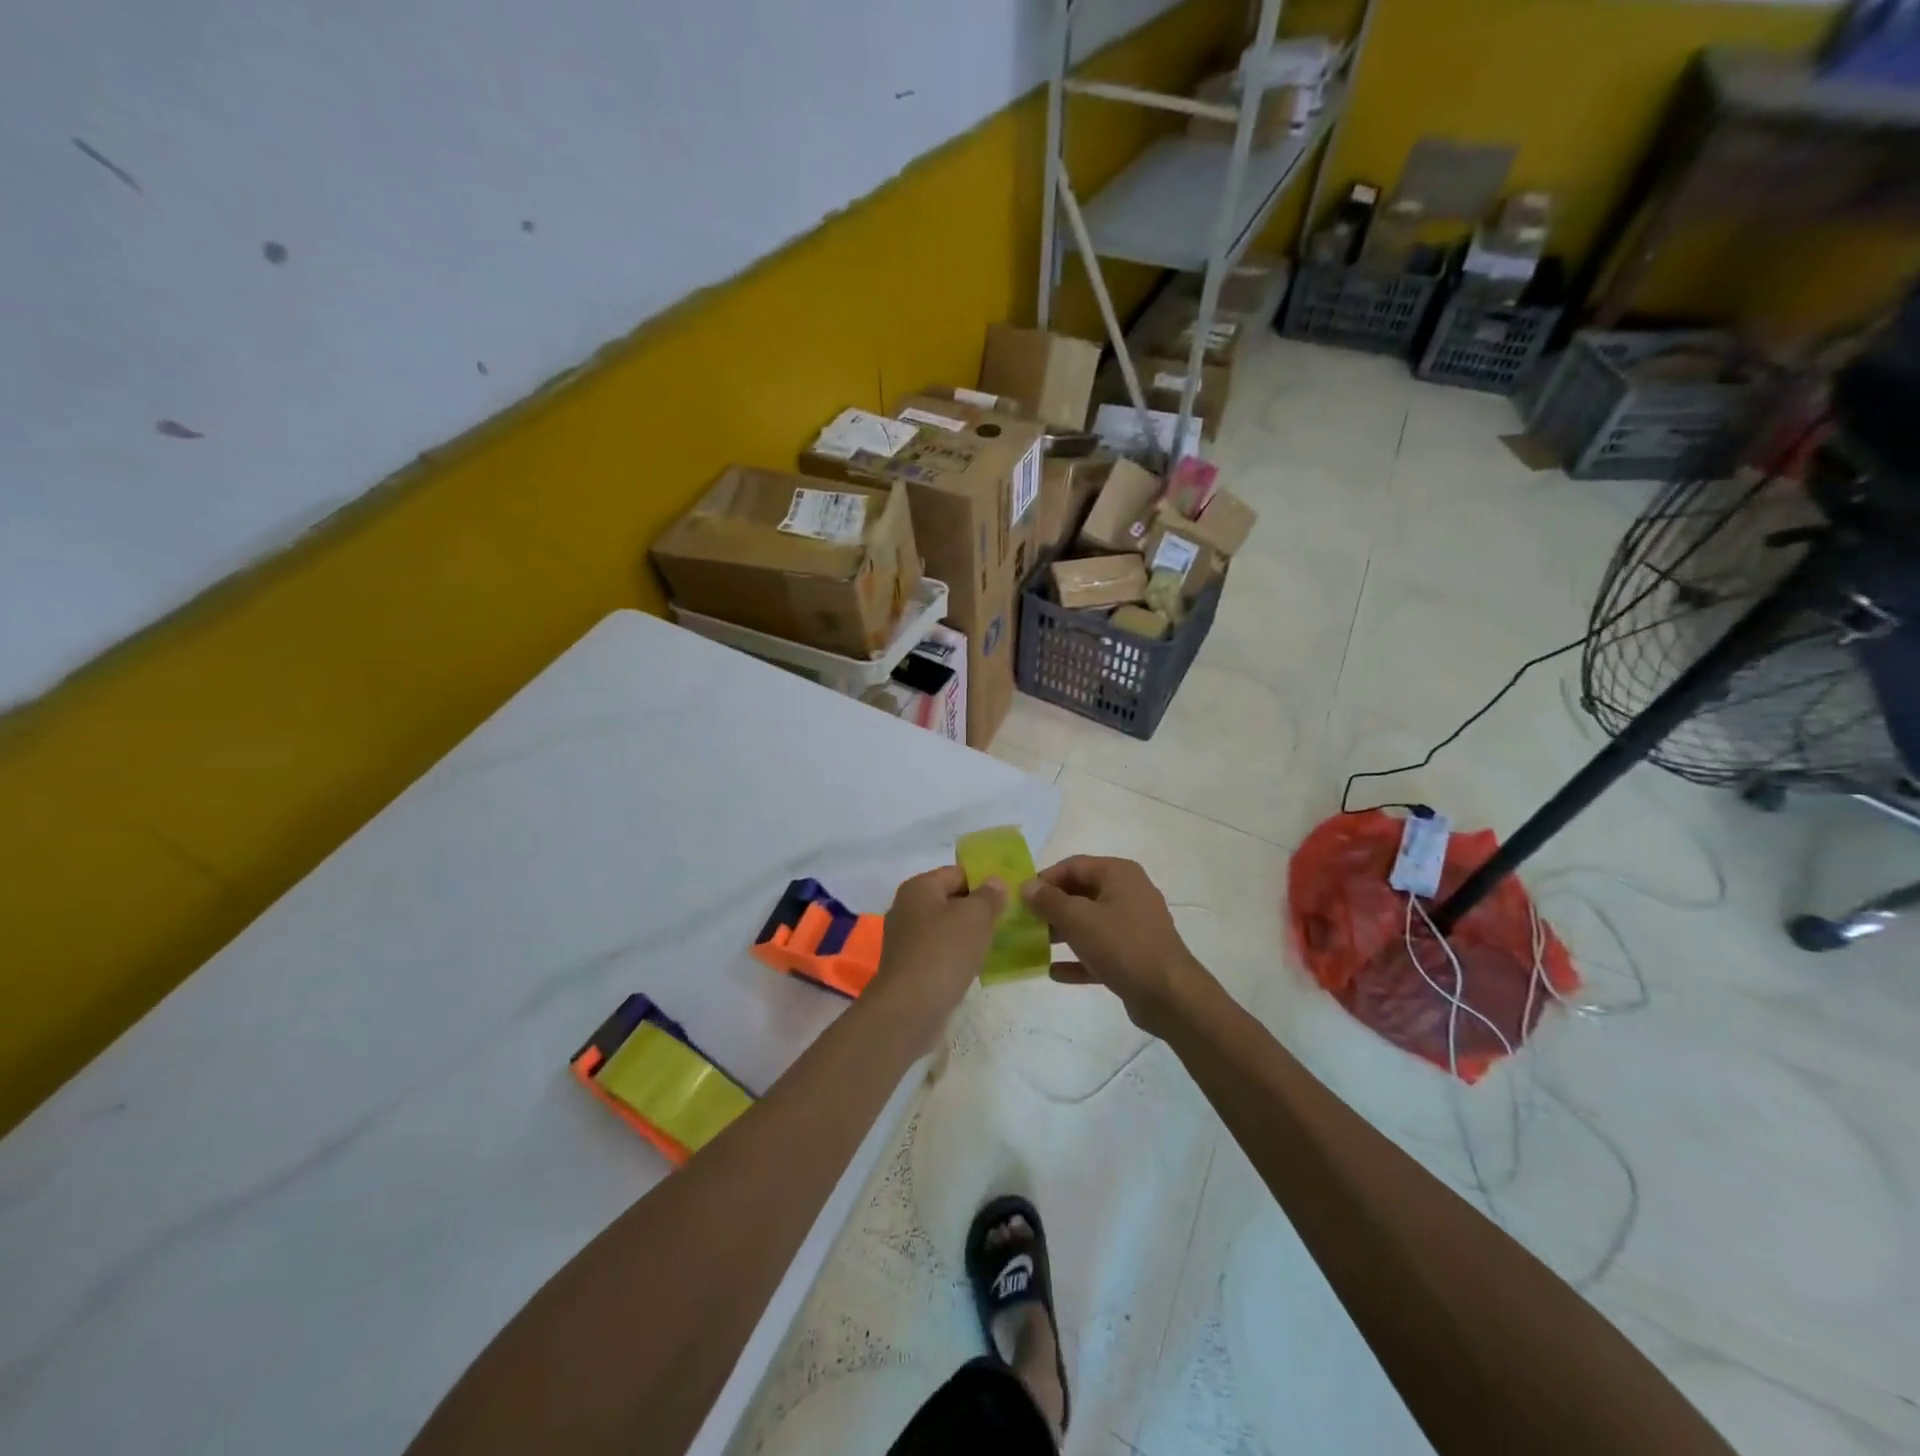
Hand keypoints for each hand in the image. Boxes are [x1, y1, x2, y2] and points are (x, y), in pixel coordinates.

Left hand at [870, 866, 1005, 1029]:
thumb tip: (994, 882)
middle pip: (950, 900)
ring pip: (945, 927)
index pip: (957, 873)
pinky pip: (938, 951)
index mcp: (918, 887)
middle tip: (1007, 921)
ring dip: (968, 934)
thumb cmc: (944, 953)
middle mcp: (906, 908)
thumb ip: (988, 896)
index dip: (984, 882)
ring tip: (995, 944)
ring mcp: (904, 939)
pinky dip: (956, 955)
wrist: (909, 1009)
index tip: (1009, 898)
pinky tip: (974, 966)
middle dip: (977, 909)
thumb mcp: (975, 917)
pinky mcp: (908, 966)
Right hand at [1022, 856, 1213, 1036]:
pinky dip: (1078, 958)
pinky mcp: (1134, 955)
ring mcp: (1133, 925)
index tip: (1021, 899)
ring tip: (1033, 945)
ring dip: (1062, 932)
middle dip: (1052, 907)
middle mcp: (1128, 893)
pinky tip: (1053, 972)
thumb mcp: (1078, 919)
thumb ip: (1049, 901)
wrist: (1169, 995)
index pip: (1073, 865)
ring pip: (1090, 922)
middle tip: (1024, 923)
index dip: (1045, 879)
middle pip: (1081, 893)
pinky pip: (1099, 950)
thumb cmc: (1122, 945)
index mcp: (1119, 874)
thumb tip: (1026, 886)